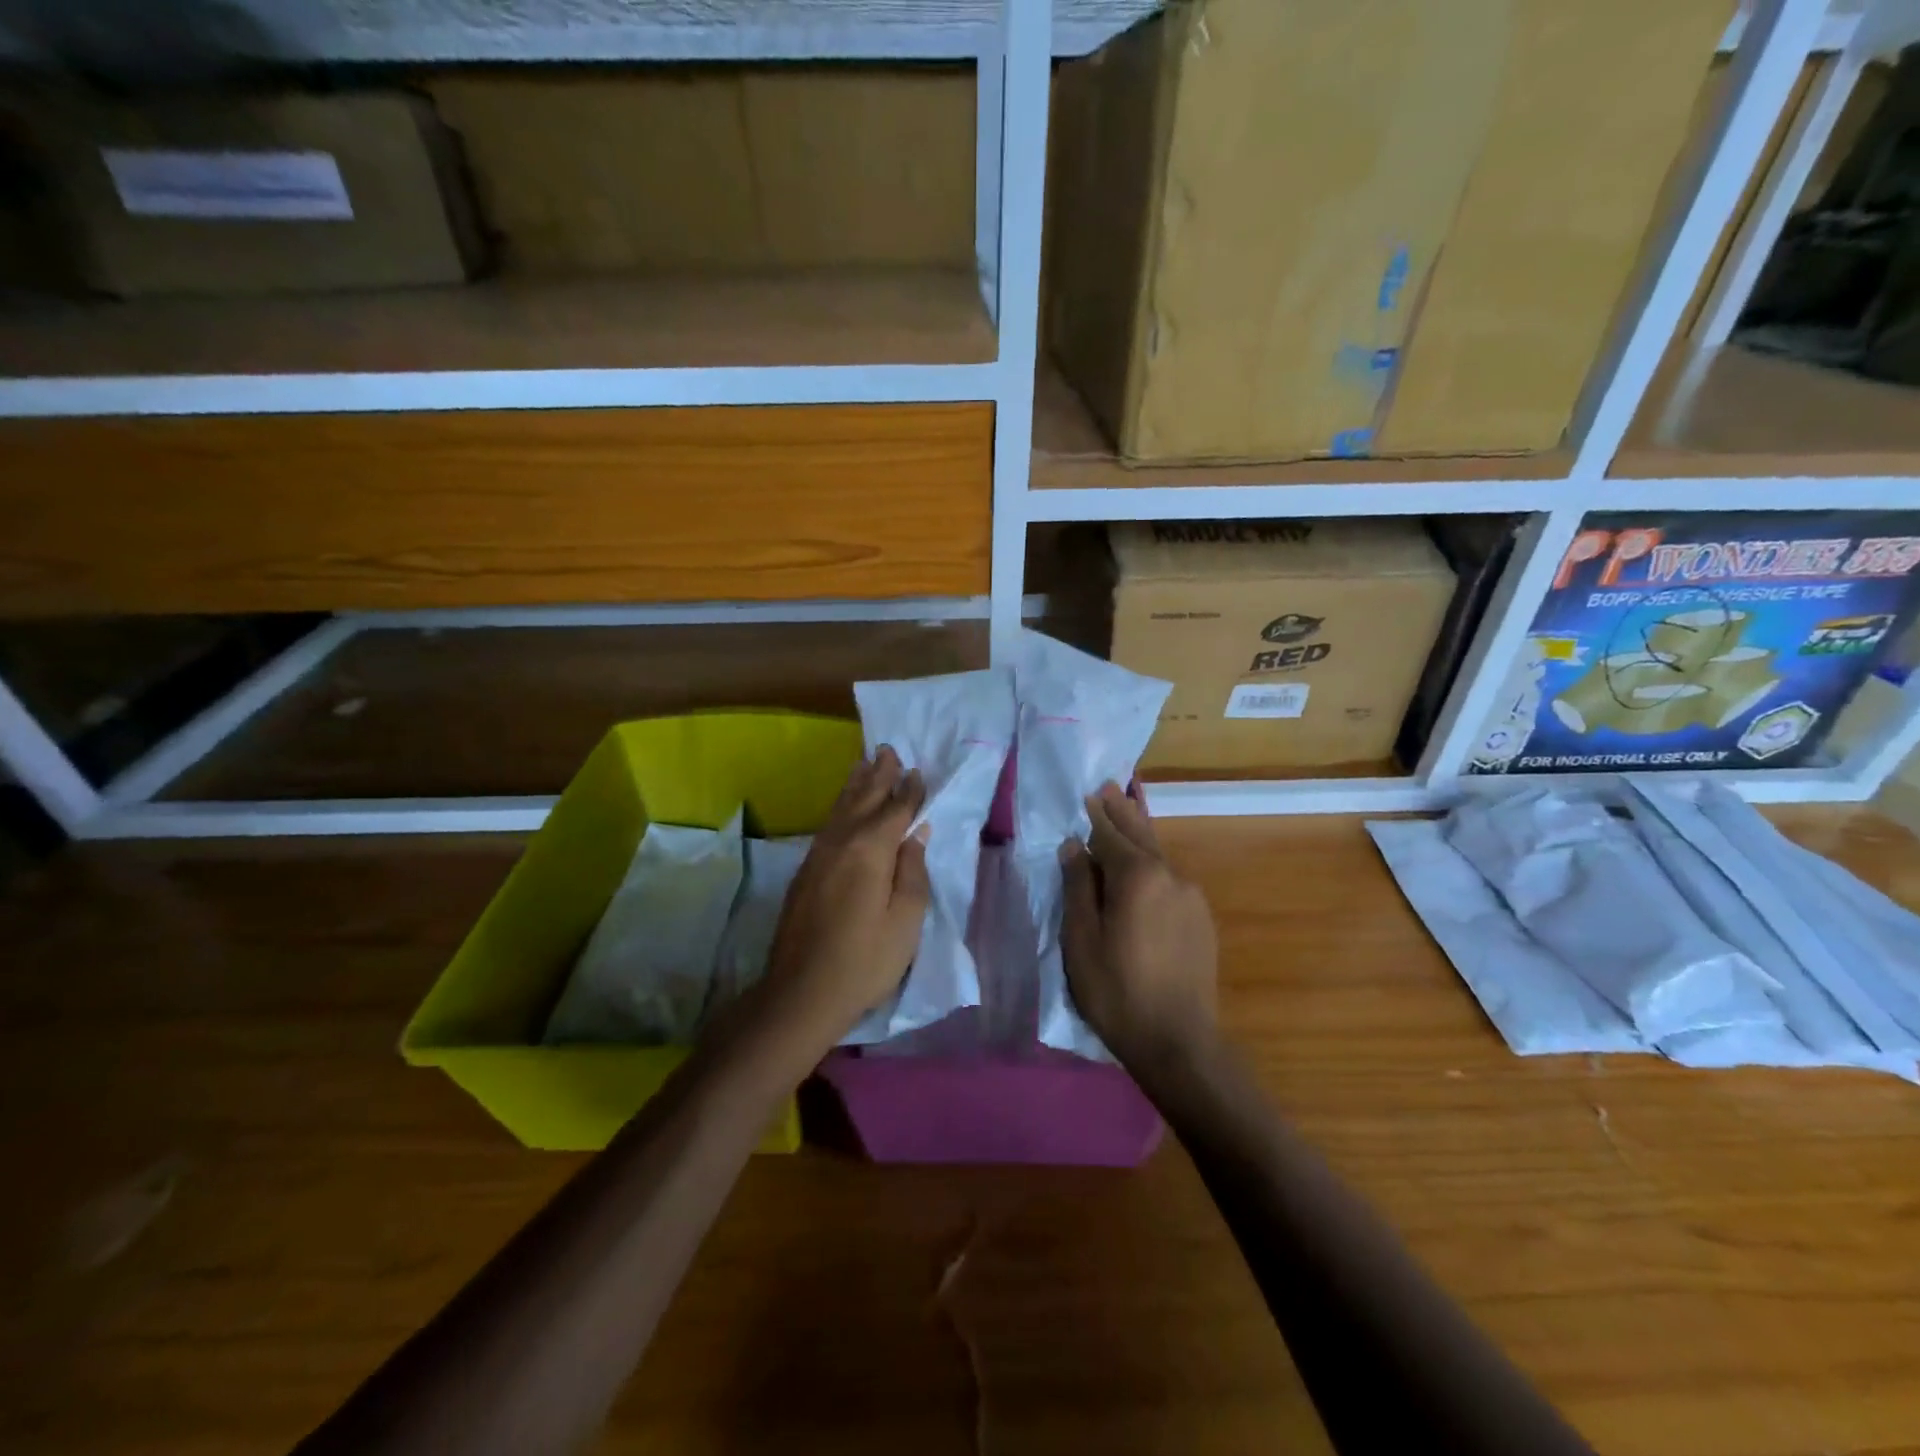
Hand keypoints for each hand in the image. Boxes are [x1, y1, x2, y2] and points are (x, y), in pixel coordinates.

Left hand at [763, 746, 932, 1041]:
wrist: (801, 992)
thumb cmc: (864, 960)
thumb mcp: (905, 921)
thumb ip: (912, 871)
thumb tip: (915, 834)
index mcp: (870, 850)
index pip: (895, 810)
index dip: (909, 791)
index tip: (918, 771)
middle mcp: (841, 842)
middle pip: (864, 799)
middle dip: (879, 774)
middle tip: (888, 750)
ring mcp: (818, 855)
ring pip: (841, 808)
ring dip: (856, 784)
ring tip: (865, 763)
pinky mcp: (806, 870)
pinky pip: (829, 823)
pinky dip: (840, 806)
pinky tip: (844, 807)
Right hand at [1060, 782, 1218, 1069]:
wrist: (1179, 1041)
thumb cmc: (1117, 991)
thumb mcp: (1082, 939)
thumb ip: (1078, 887)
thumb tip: (1074, 846)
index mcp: (1137, 877)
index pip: (1112, 834)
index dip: (1098, 815)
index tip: (1090, 793)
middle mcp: (1170, 876)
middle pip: (1142, 835)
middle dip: (1123, 811)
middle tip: (1110, 788)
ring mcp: (1191, 897)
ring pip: (1159, 856)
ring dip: (1140, 835)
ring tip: (1126, 816)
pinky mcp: (1201, 919)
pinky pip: (1171, 878)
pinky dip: (1153, 863)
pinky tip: (1145, 867)